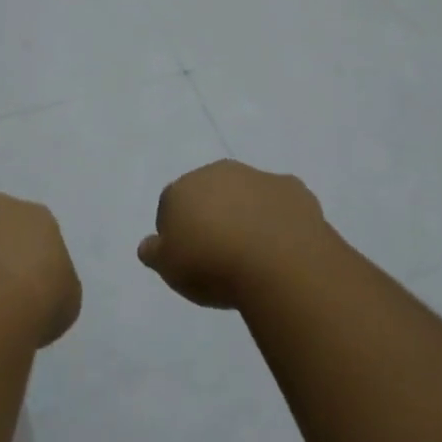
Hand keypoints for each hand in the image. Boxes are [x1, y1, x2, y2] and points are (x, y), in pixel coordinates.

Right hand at [138, 160, 336, 308]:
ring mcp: (258, 177)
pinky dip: (279, 218)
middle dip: (212, 215)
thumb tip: (148, 244)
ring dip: (247, 214)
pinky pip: (280, 203)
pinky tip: (283, 246)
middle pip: (209, 192)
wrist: (278, 261)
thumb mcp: (170, 268)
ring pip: (246, 194)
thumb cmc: (213, 265)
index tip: (187, 258)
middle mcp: (219, 173)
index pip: (171, 204)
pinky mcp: (292, 188)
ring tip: (254, 254)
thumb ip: (155, 252)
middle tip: (219, 254)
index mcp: (185, 188)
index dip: (176, 231)